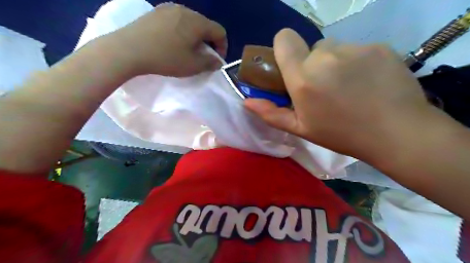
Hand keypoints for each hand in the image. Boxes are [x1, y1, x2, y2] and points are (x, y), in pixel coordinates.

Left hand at [97, 3, 226, 76]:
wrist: (128, 49)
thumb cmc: (166, 58)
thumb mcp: (192, 65)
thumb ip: (210, 63)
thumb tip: (218, 61)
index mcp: (197, 22)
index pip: (219, 31)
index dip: (222, 46)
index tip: (216, 60)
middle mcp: (185, 10)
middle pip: (205, 25)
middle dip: (208, 42)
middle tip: (202, 56)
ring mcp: (169, 8)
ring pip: (191, 22)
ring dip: (195, 36)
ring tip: (187, 50)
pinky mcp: (156, 12)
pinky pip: (176, 20)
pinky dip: (181, 31)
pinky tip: (172, 42)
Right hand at [247, 29, 436, 159]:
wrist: (397, 133)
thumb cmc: (341, 134)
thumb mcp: (301, 128)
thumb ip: (271, 113)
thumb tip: (247, 102)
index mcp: (303, 77)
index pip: (284, 38)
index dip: (284, 48)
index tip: (291, 66)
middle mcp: (325, 56)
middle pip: (310, 48)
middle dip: (312, 65)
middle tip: (325, 88)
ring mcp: (355, 49)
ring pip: (334, 49)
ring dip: (334, 63)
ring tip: (348, 86)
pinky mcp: (379, 47)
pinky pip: (357, 50)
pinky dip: (357, 62)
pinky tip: (368, 82)